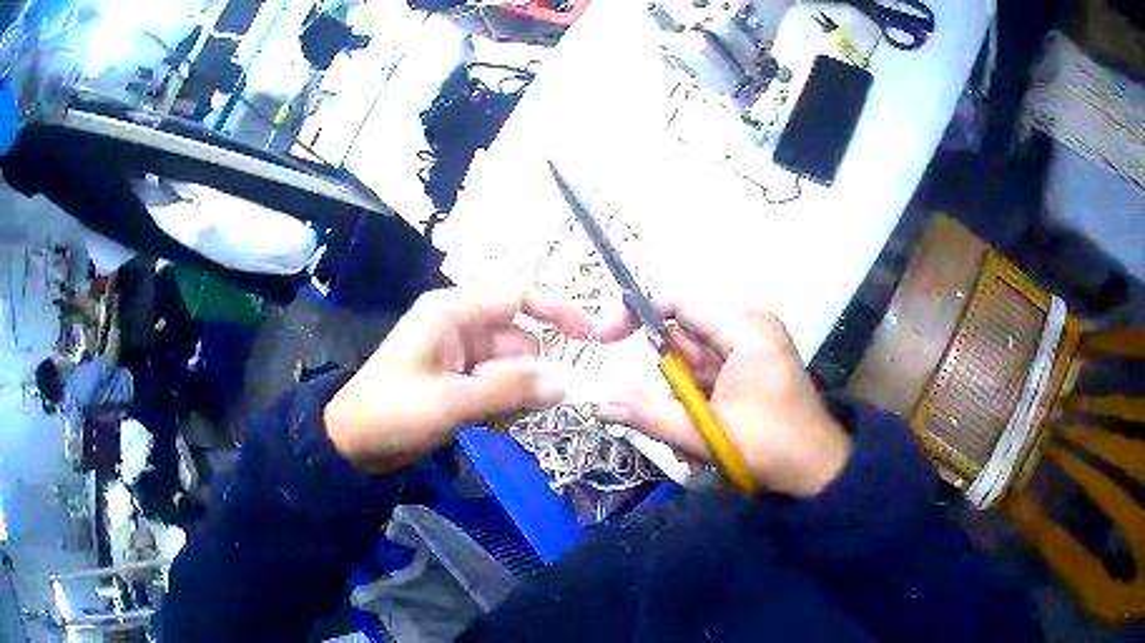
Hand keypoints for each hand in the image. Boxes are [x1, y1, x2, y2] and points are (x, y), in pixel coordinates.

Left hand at [324, 286, 591, 473]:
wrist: (352, 444)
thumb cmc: (391, 413)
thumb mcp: (450, 402)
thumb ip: (509, 391)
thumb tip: (566, 384)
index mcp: (453, 312)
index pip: (517, 293)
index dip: (557, 309)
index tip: (588, 338)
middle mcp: (460, 325)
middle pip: (520, 337)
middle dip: (530, 373)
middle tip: (524, 408)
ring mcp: (461, 353)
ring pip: (513, 365)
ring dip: (516, 394)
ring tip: (498, 423)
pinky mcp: (460, 379)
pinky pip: (500, 384)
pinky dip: (505, 403)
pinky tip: (493, 426)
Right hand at [595, 301, 850, 497]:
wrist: (817, 472)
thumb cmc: (772, 448)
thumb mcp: (707, 433)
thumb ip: (651, 416)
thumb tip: (601, 404)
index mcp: (745, 328)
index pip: (680, 299)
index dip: (636, 312)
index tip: (603, 339)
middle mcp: (748, 328)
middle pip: (684, 330)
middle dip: (667, 372)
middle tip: (672, 410)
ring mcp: (750, 347)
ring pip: (692, 355)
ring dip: (681, 392)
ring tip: (694, 431)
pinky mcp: (749, 367)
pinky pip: (707, 372)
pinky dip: (694, 398)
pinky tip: (705, 428)